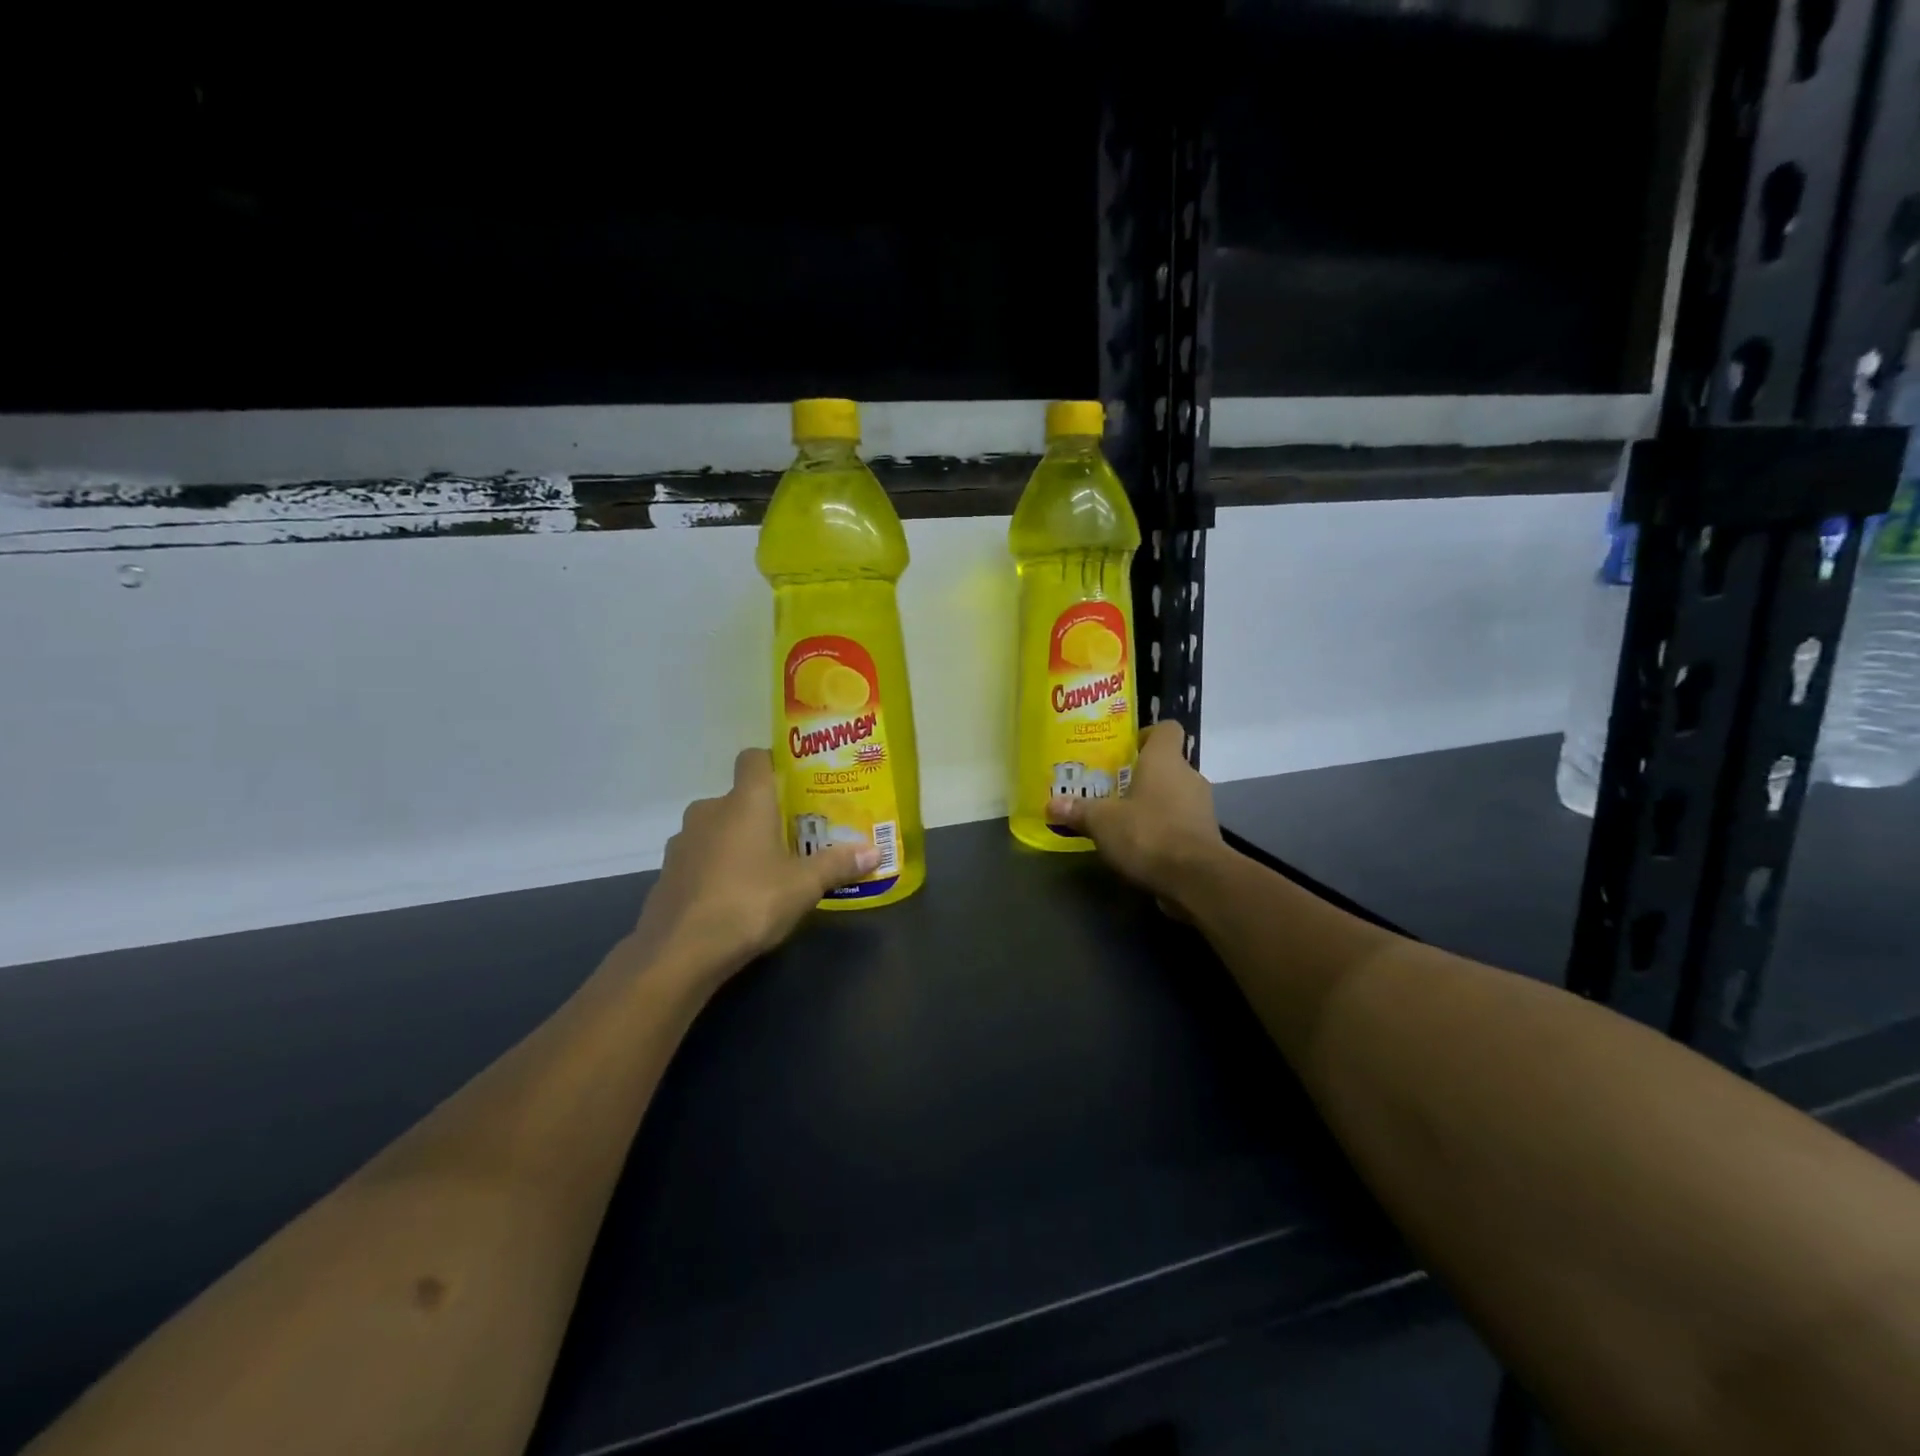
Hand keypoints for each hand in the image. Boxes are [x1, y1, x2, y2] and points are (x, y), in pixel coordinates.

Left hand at [634, 749, 877, 978]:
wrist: (680, 952)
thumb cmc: (749, 903)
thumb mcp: (804, 886)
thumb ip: (838, 864)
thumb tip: (875, 851)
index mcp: (745, 802)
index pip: (754, 758)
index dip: (774, 763)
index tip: (796, 783)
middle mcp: (709, 810)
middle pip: (740, 798)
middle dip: (764, 814)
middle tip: (793, 836)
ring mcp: (683, 841)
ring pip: (718, 828)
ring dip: (738, 841)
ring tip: (766, 868)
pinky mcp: (668, 872)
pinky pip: (700, 856)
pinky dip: (717, 866)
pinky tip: (734, 894)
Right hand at [1047, 720, 1222, 914]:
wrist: (1196, 879)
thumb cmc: (1148, 833)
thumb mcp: (1102, 822)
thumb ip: (1078, 810)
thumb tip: (1052, 804)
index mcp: (1165, 760)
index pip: (1167, 729)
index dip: (1147, 735)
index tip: (1125, 750)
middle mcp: (1188, 776)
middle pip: (1167, 764)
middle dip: (1142, 775)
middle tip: (1113, 788)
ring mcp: (1202, 806)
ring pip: (1175, 794)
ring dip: (1153, 803)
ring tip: (1124, 817)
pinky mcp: (1206, 835)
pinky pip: (1181, 821)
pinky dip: (1164, 827)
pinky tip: (1142, 843)